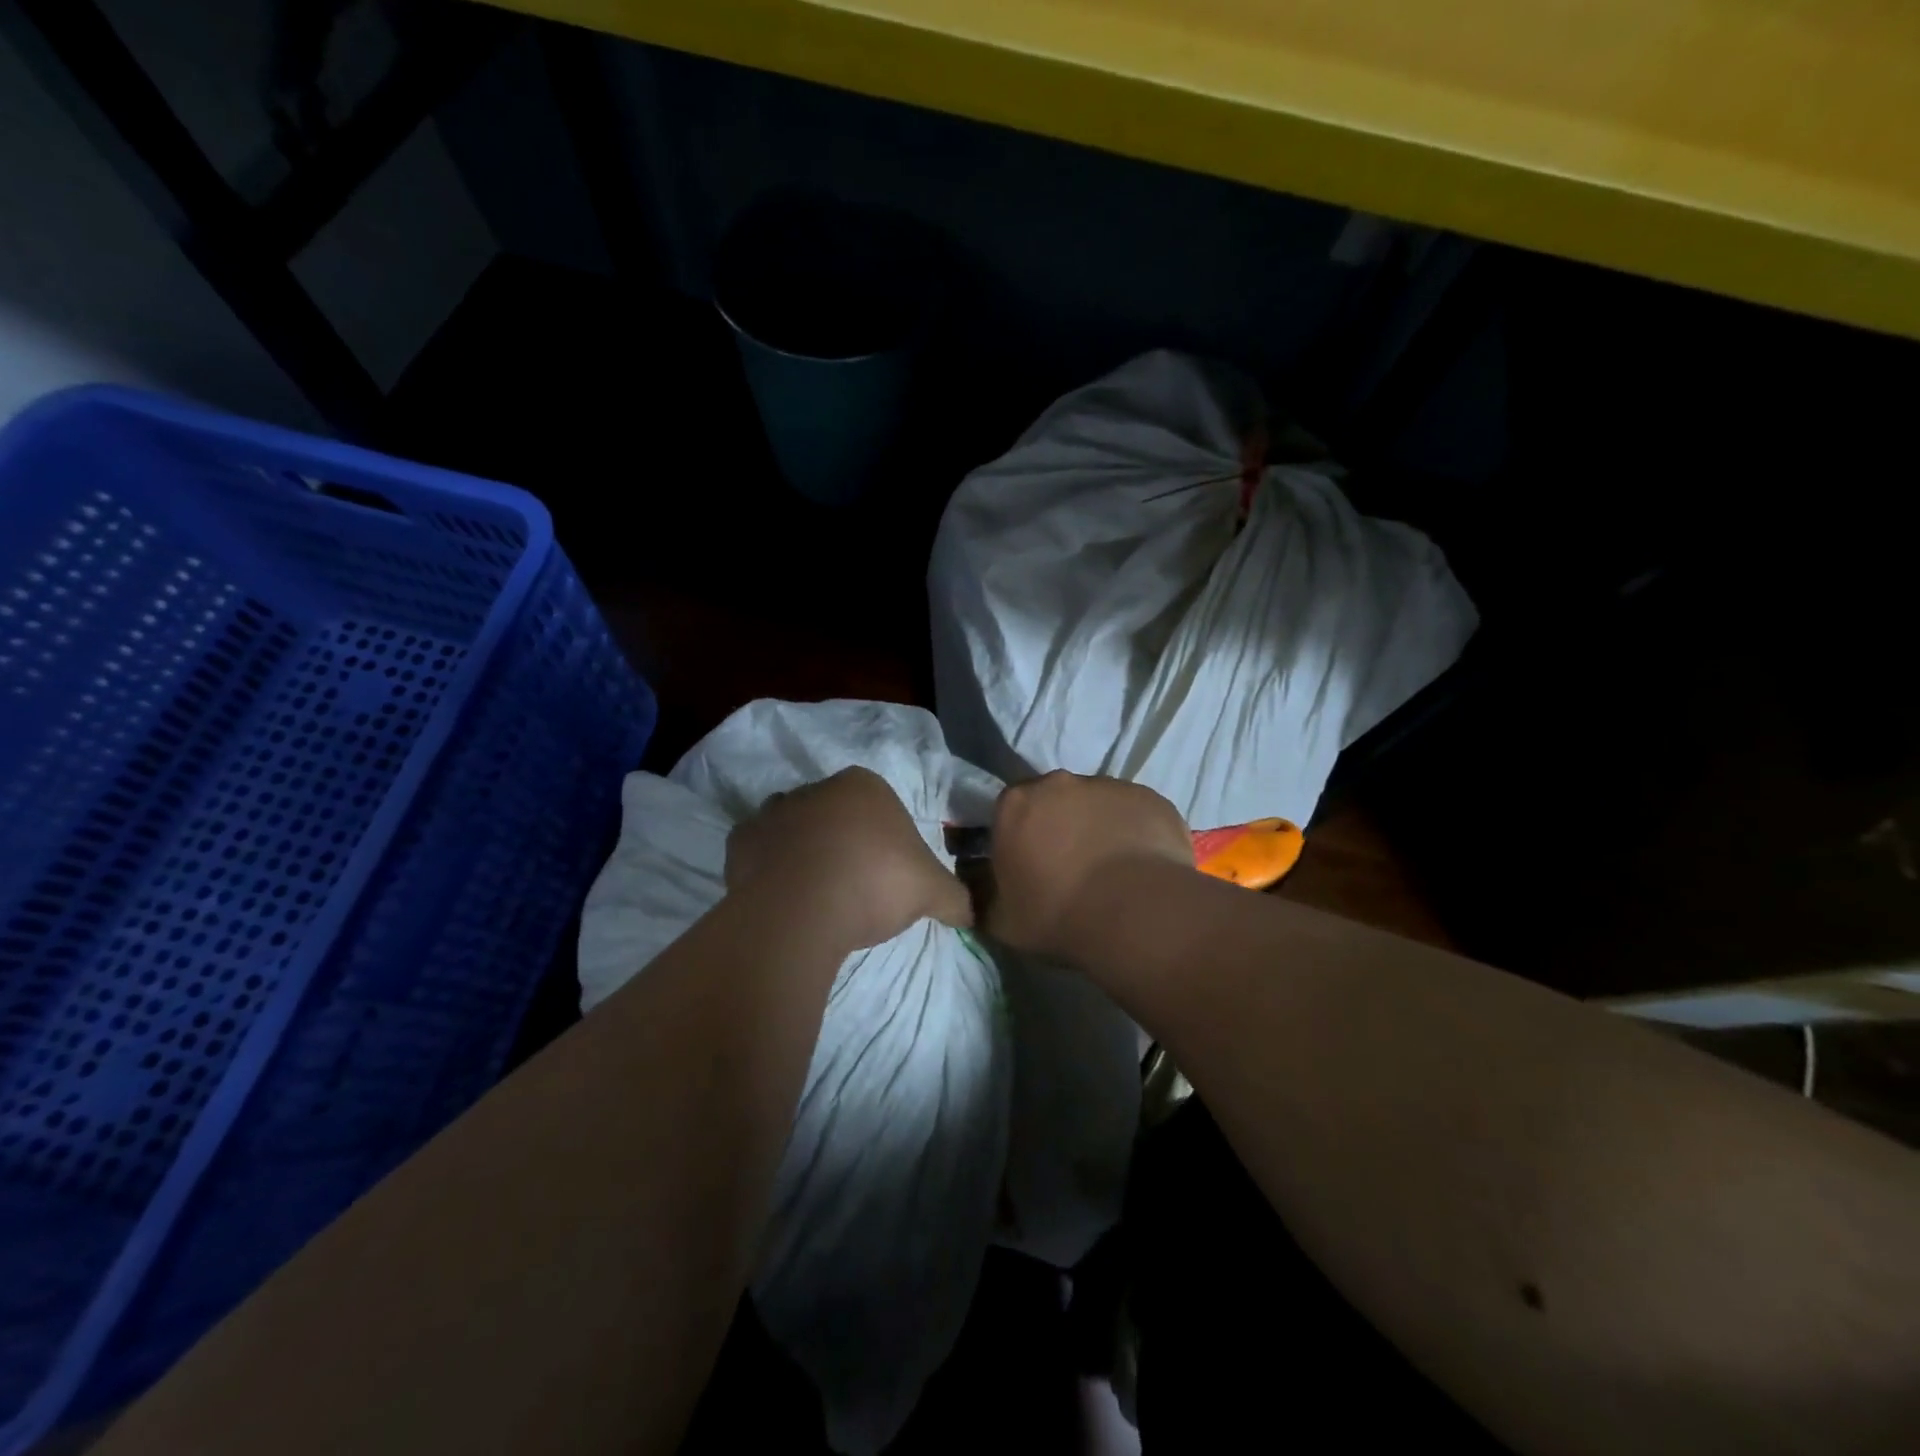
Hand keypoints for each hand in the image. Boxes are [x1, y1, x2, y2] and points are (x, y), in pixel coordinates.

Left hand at [726, 767, 972, 950]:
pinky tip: (784, 897)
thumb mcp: (933, 891)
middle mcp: (815, 788)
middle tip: (856, 886)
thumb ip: (956, 898)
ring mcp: (773, 812)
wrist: (803, 909)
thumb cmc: (875, 883)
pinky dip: (769, 868)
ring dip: (805, 850)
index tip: (890, 874)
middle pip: (836, 813)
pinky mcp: (739, 842)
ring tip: (818, 894)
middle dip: (845, 841)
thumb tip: (971, 914)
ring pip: (795, 828)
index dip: (887, 839)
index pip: (880, 805)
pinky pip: (760, 852)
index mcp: (863, 785)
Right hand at [986, 771, 1192, 962]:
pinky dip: (1132, 831)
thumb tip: (978, 886)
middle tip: (1068, 867)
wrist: (1136, 914)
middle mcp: (1058, 783)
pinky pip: (1133, 812)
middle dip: (1056, 826)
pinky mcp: (1149, 796)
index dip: (1017, 838)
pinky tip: (1140, 867)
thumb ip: (983, 895)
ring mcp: (1107, 785)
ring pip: (1095, 803)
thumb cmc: (1057, 915)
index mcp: (1015, 804)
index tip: (1028, 866)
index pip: (1008, 812)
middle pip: (1052, 800)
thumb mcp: (1000, 920)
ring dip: (1096, 827)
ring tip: (1109, 870)